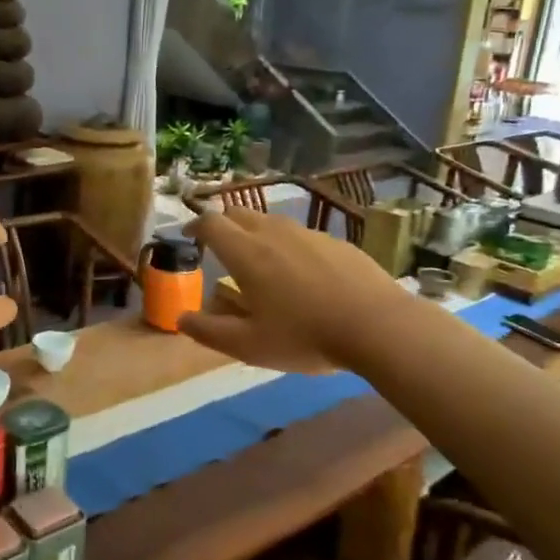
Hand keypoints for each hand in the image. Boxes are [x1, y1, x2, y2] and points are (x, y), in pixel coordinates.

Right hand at [178, 208, 406, 373]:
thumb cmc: (305, 336)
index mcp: (246, 253)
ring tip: (259, 263)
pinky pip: (301, 236)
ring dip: (255, 234)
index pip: (210, 223)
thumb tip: (181, 318)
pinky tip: (301, 275)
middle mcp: (273, 233)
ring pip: (271, 222)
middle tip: (219, 248)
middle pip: (239, 213)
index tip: (188, 238)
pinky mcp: (337, 242)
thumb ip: (209, 331)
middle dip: (222, 225)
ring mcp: (308, 234)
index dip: (194, 226)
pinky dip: (287, 246)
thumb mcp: (249, 345)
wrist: (378, 326)